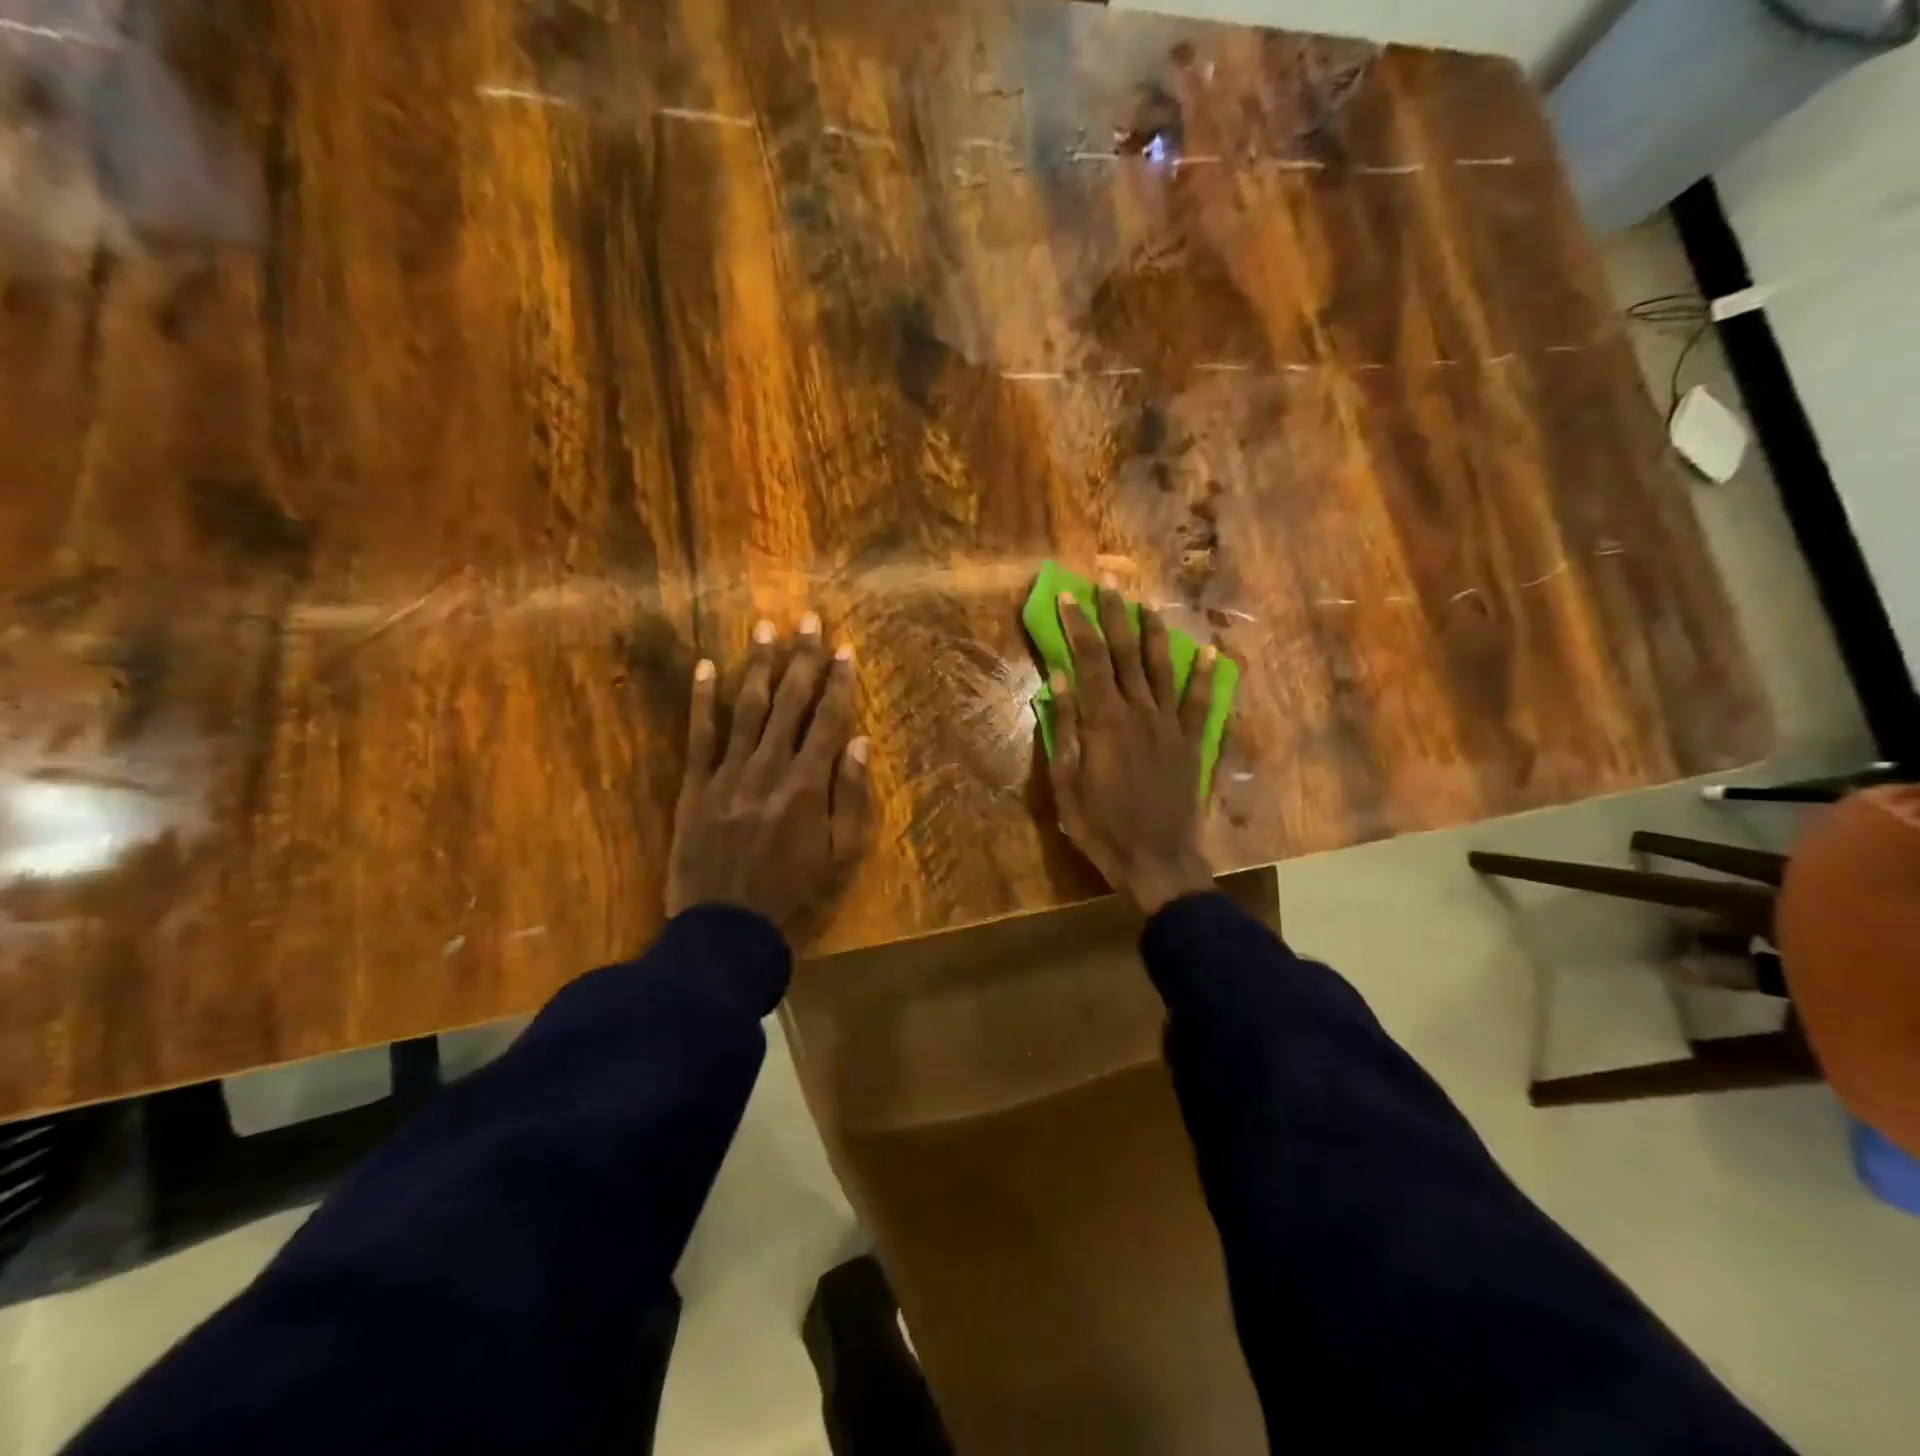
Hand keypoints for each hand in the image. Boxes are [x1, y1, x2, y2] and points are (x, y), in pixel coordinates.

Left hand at [666, 614, 871, 940]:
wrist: (725, 928)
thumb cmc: (792, 894)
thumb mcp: (840, 856)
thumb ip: (850, 798)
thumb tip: (858, 743)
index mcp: (808, 786)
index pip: (828, 721)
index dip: (838, 682)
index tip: (845, 648)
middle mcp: (769, 768)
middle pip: (790, 703)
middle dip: (802, 658)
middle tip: (809, 619)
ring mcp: (728, 773)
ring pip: (747, 709)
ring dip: (759, 667)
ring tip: (766, 629)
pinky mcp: (695, 786)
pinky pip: (700, 735)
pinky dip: (703, 699)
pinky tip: (708, 666)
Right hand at [1048, 585, 1219, 916]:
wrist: (1156, 860)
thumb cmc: (1101, 826)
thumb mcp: (1066, 783)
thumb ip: (1063, 728)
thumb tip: (1057, 678)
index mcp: (1104, 722)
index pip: (1088, 660)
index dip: (1077, 626)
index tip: (1067, 597)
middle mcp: (1139, 713)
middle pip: (1125, 654)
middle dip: (1114, 615)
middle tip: (1107, 582)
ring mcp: (1170, 726)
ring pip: (1162, 668)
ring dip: (1154, 633)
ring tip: (1147, 604)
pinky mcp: (1191, 742)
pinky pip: (1200, 702)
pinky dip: (1204, 675)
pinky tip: (1208, 651)